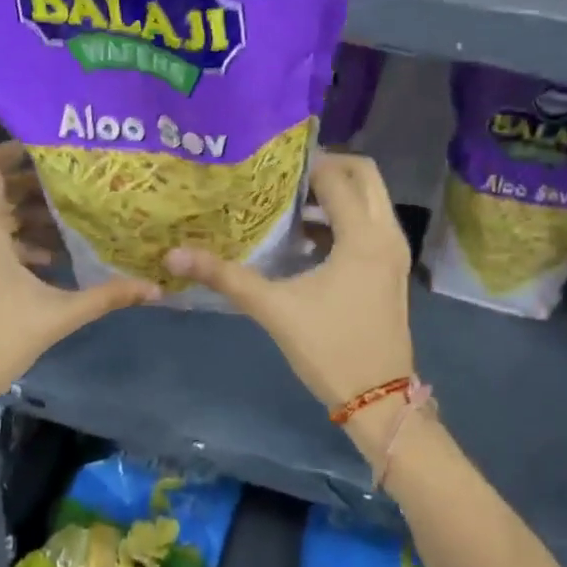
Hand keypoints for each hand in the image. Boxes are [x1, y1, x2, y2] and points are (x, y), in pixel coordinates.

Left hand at [0, 142, 157, 427]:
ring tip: (67, 232)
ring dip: (25, 222)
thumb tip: (155, 287)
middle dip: (36, 191)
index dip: (14, 149)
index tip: (50, 148)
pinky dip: (8, 244)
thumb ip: (105, 297)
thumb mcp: (55, 317)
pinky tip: (41, 268)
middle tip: (77, 191)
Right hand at [165, 153, 414, 463]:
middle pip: (365, 174)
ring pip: (371, 198)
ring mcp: (394, 251)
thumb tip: (173, 255)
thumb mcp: (273, 308)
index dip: (303, 165)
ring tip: (288, 200)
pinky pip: (371, 221)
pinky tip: (306, 236)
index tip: (268, 166)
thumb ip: (225, 277)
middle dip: (327, 166)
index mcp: (362, 236)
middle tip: (285, 175)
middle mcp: (386, 233)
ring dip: (336, 191)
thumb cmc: (329, 349)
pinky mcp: (392, 267)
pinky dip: (345, 215)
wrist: (378, 400)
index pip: (335, 177)